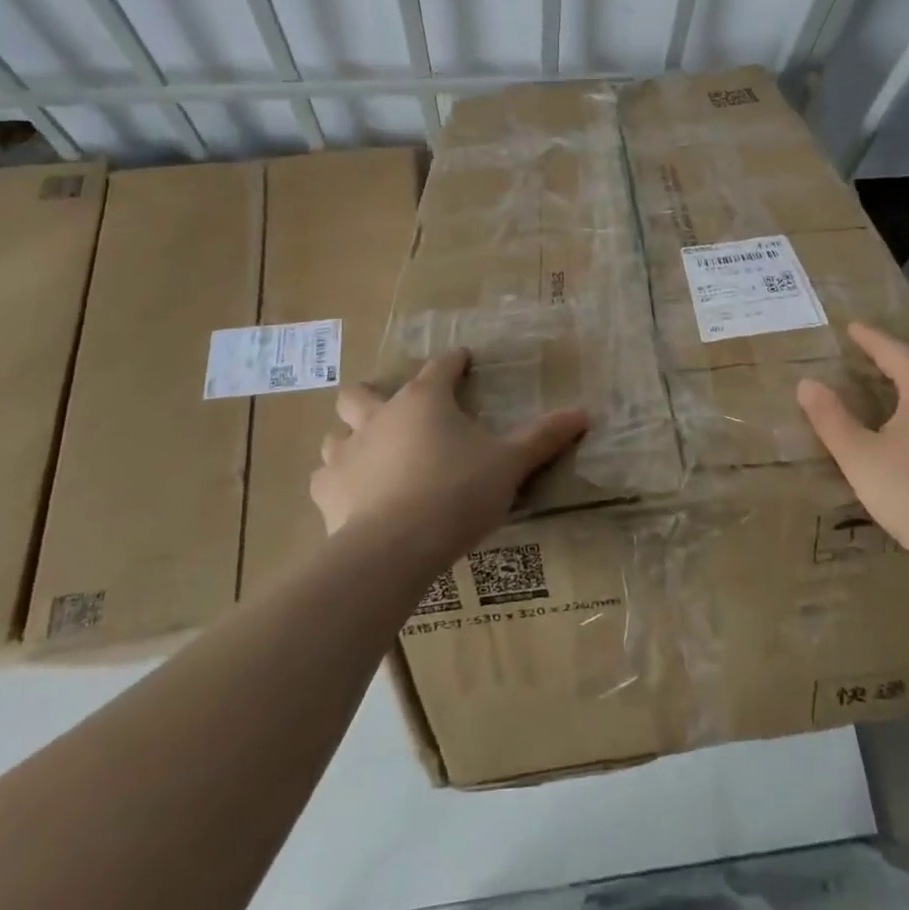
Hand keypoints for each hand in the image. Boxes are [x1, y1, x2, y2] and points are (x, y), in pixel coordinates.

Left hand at [314, 349, 586, 558]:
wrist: (394, 549)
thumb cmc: (456, 492)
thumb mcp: (509, 464)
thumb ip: (543, 437)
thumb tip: (584, 413)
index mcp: (425, 400)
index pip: (441, 366)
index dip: (454, 361)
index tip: (463, 360)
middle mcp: (380, 416)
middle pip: (362, 392)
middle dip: (375, 395)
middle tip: (397, 413)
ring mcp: (347, 453)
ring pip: (336, 433)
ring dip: (350, 438)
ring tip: (371, 454)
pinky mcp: (328, 493)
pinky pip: (324, 478)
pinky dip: (337, 481)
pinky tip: (351, 495)